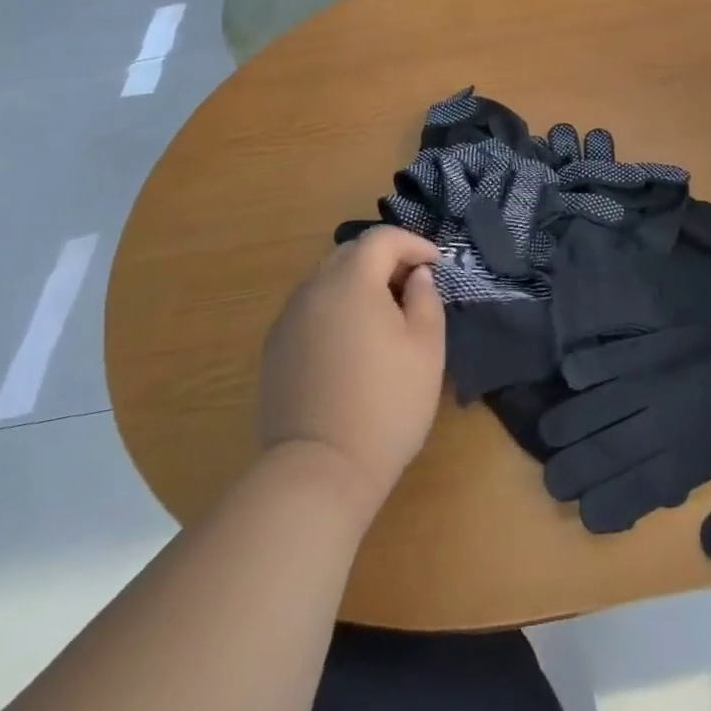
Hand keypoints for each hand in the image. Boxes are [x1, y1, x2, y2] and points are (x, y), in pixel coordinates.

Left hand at [257, 227, 444, 523]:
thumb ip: (426, 300)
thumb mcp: (427, 349)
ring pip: (326, 279)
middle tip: (412, 285)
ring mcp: (288, 319)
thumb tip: (416, 276)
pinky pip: (310, 308)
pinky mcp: (275, 348)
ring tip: (383, 314)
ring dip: (358, 283)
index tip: (436, 264)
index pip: (382, 239)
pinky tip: (351, 342)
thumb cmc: (385, 405)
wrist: (318, 471)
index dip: (413, 243)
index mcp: (351, 282)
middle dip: (385, 259)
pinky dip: (335, 307)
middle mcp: (313, 289)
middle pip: (350, 253)